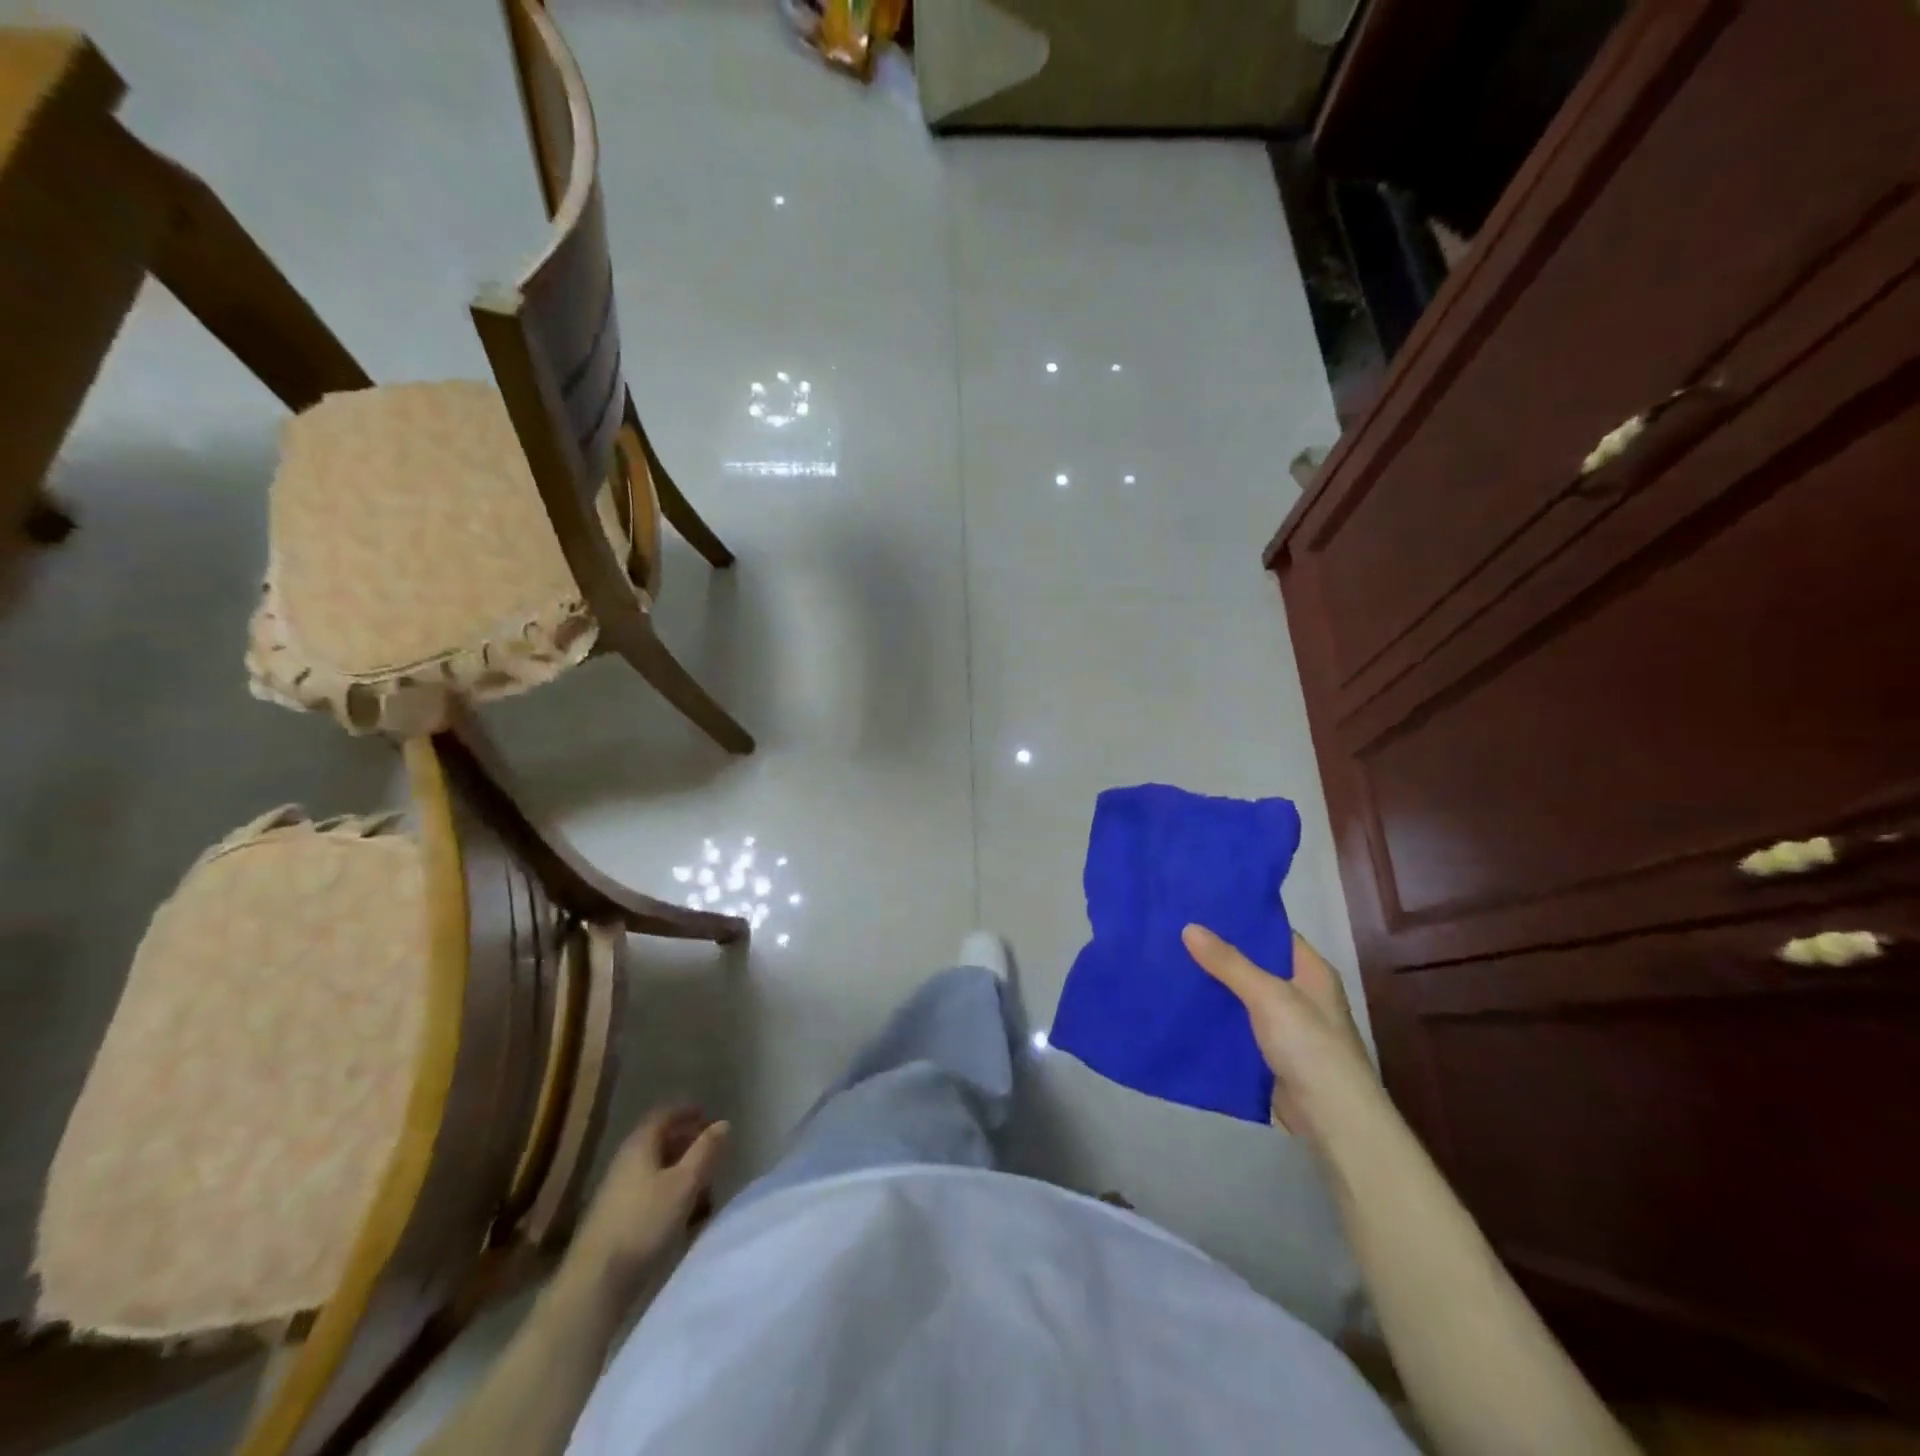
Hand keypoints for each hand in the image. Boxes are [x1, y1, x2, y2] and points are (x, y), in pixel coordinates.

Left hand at [570, 1106, 728, 1296]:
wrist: (595, 1282)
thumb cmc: (645, 1223)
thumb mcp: (685, 1183)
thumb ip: (705, 1151)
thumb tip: (723, 1123)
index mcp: (640, 1144)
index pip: (664, 1114)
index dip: (687, 1111)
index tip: (708, 1115)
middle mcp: (624, 1160)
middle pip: (658, 1140)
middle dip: (686, 1140)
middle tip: (710, 1147)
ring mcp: (615, 1190)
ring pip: (653, 1167)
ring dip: (678, 1167)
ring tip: (702, 1180)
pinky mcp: (613, 1218)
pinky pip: (646, 1190)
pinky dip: (667, 1189)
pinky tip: (680, 1209)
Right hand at [1182, 925, 1375, 1145]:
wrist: (1331, 1118)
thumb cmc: (1309, 1045)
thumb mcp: (1268, 995)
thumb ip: (1229, 962)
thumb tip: (1189, 927)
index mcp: (1311, 971)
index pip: (1273, 933)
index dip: (1240, 920)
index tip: (1200, 907)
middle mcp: (1300, 993)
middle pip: (1254, 964)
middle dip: (1218, 952)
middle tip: (1175, 932)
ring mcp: (1285, 1025)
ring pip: (1241, 995)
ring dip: (1213, 984)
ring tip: (1169, 961)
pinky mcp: (1269, 1052)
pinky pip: (1237, 1024)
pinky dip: (1215, 1016)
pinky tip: (1183, 1004)